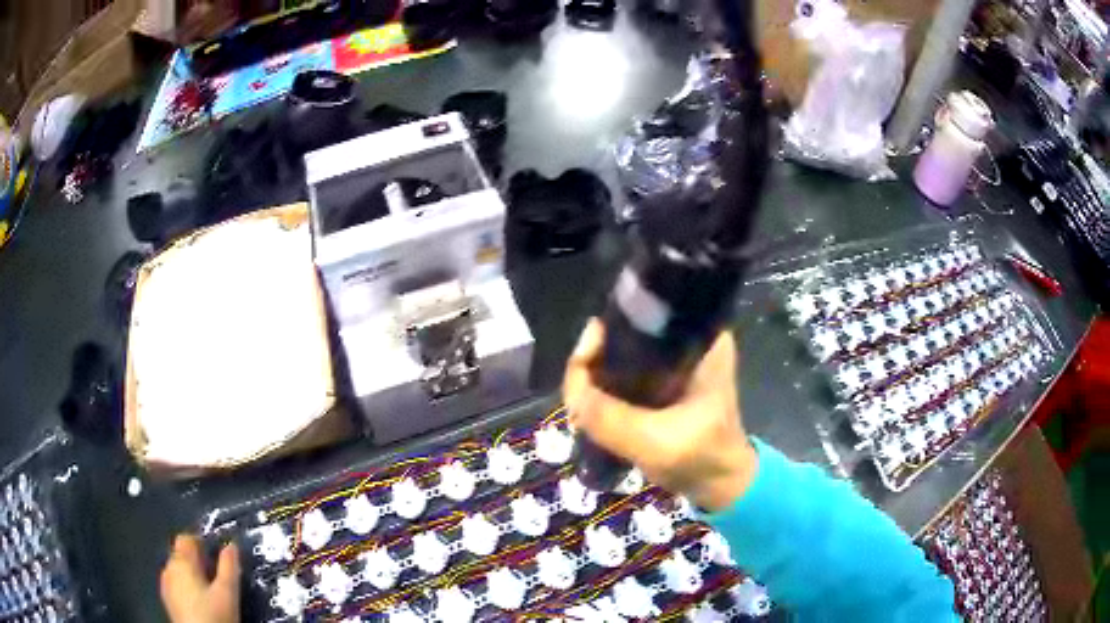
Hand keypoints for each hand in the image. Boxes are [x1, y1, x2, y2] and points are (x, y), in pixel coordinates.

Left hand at [160, 535, 239, 622]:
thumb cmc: (215, 616)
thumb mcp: (228, 593)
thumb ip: (229, 567)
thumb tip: (231, 545)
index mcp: (181, 560)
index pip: (187, 538)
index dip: (202, 542)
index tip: (217, 555)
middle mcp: (168, 566)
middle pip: (181, 553)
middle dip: (197, 561)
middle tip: (217, 576)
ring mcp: (165, 584)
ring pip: (177, 570)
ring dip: (191, 574)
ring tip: (209, 591)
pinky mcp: (167, 599)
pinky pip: (175, 584)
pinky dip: (185, 587)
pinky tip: (199, 603)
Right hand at [563, 319, 758, 511]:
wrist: (724, 485)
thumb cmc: (702, 458)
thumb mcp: (655, 442)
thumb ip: (609, 418)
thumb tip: (571, 394)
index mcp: (701, 340)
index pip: (640, 319)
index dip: (604, 338)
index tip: (582, 366)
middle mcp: (690, 340)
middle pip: (626, 337)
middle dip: (595, 363)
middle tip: (576, 396)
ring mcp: (678, 363)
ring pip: (623, 359)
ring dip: (598, 381)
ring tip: (580, 407)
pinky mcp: (668, 383)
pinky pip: (627, 377)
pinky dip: (608, 393)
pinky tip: (592, 411)